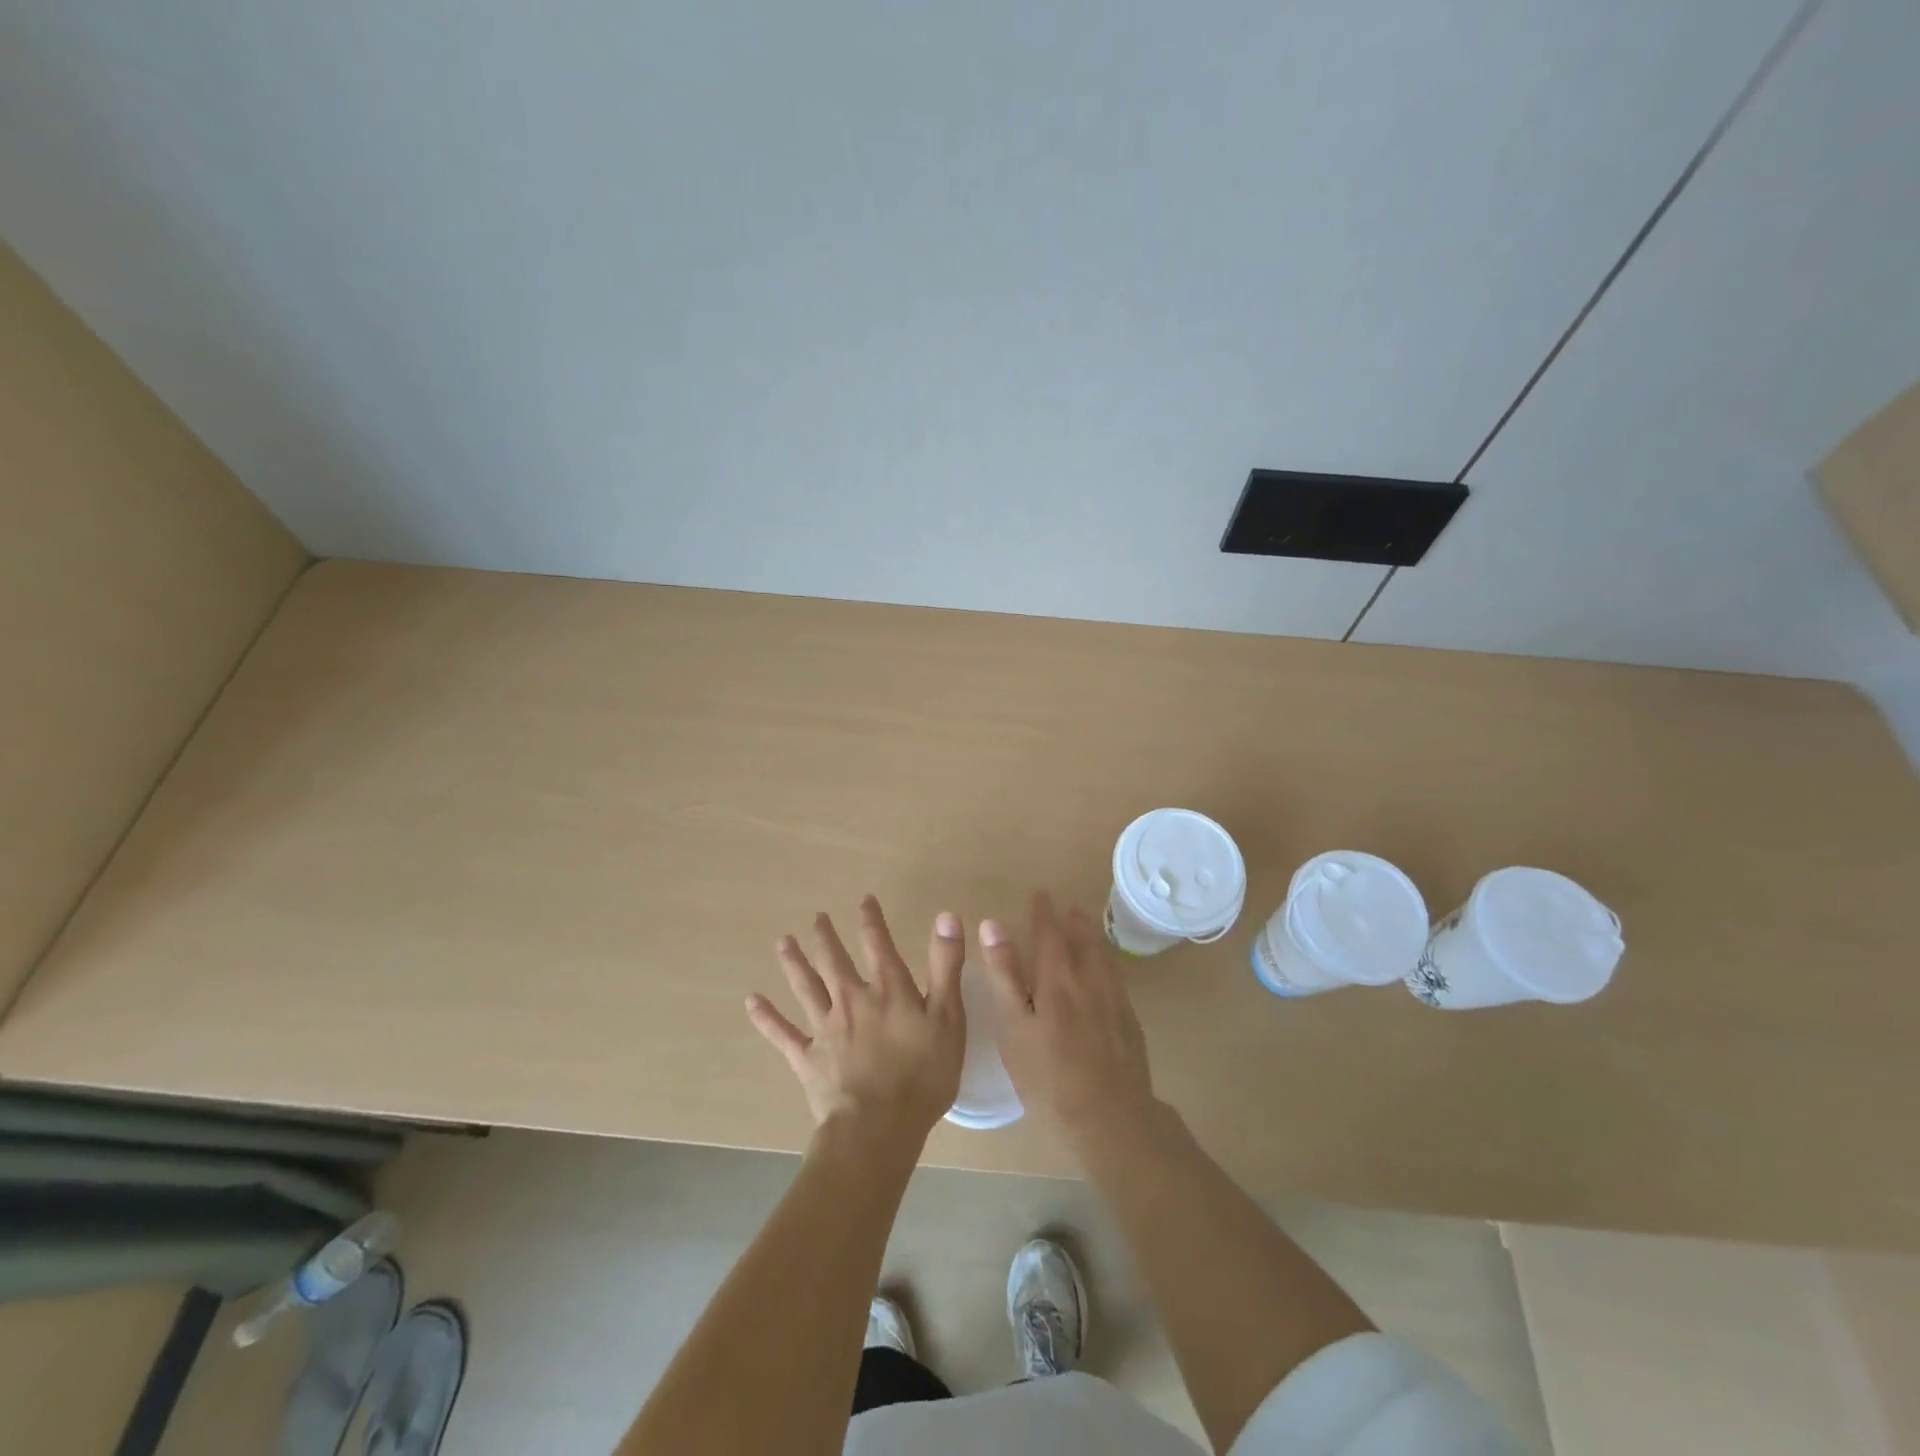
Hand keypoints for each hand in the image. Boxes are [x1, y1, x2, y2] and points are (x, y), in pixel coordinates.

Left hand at [747, 896, 966, 1150]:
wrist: (878, 1127)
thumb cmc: (923, 1075)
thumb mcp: (948, 1017)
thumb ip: (946, 965)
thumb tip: (946, 915)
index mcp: (888, 989)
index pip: (878, 943)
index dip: (872, 919)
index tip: (864, 900)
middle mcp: (852, 1000)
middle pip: (834, 960)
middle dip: (826, 937)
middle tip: (817, 918)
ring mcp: (826, 1028)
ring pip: (805, 987)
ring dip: (794, 963)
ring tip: (783, 942)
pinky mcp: (807, 1059)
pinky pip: (782, 1033)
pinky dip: (766, 1017)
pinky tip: (752, 1001)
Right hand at [979, 892, 1158, 1155]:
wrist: (1110, 1118)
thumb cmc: (1048, 1076)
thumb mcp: (1013, 1027)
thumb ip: (1004, 975)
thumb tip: (993, 925)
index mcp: (1058, 978)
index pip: (1051, 933)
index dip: (1044, 913)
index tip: (1040, 895)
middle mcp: (1090, 980)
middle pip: (1083, 940)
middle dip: (1073, 921)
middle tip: (1068, 907)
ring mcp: (1114, 1001)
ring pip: (1104, 957)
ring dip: (1093, 938)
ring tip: (1087, 927)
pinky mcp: (1129, 1023)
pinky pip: (1117, 978)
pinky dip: (1108, 963)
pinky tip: (1106, 972)